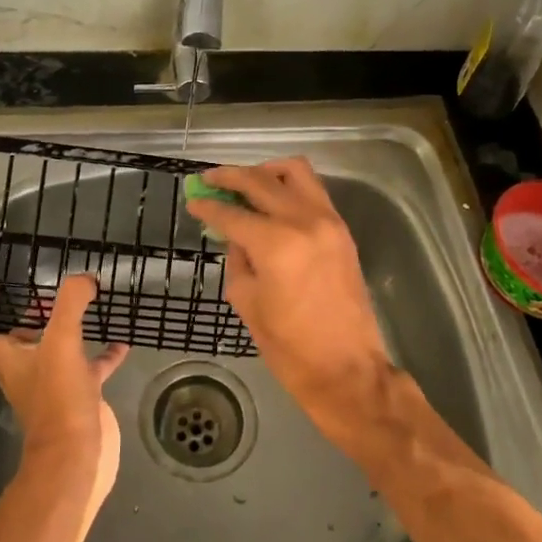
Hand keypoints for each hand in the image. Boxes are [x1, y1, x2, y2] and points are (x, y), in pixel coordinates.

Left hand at [0, 274, 128, 503]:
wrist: (77, 456)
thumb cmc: (57, 399)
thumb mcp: (62, 342)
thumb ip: (70, 305)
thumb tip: (84, 279)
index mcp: (5, 357)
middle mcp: (23, 368)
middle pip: (12, 338)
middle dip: (23, 313)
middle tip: (42, 288)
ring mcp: (52, 382)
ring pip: (52, 348)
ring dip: (64, 328)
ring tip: (85, 304)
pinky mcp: (79, 394)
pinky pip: (91, 366)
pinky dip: (104, 353)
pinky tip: (121, 340)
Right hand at [186, 158, 394, 454]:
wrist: (347, 369)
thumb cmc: (290, 347)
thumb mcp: (248, 303)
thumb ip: (238, 260)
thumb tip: (235, 235)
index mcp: (276, 244)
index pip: (233, 213)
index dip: (208, 206)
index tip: (193, 200)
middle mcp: (304, 221)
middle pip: (261, 181)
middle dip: (230, 177)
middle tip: (210, 180)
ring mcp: (328, 222)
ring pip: (294, 172)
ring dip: (265, 172)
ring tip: (245, 184)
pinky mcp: (342, 230)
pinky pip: (313, 190)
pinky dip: (289, 186)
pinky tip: (273, 200)